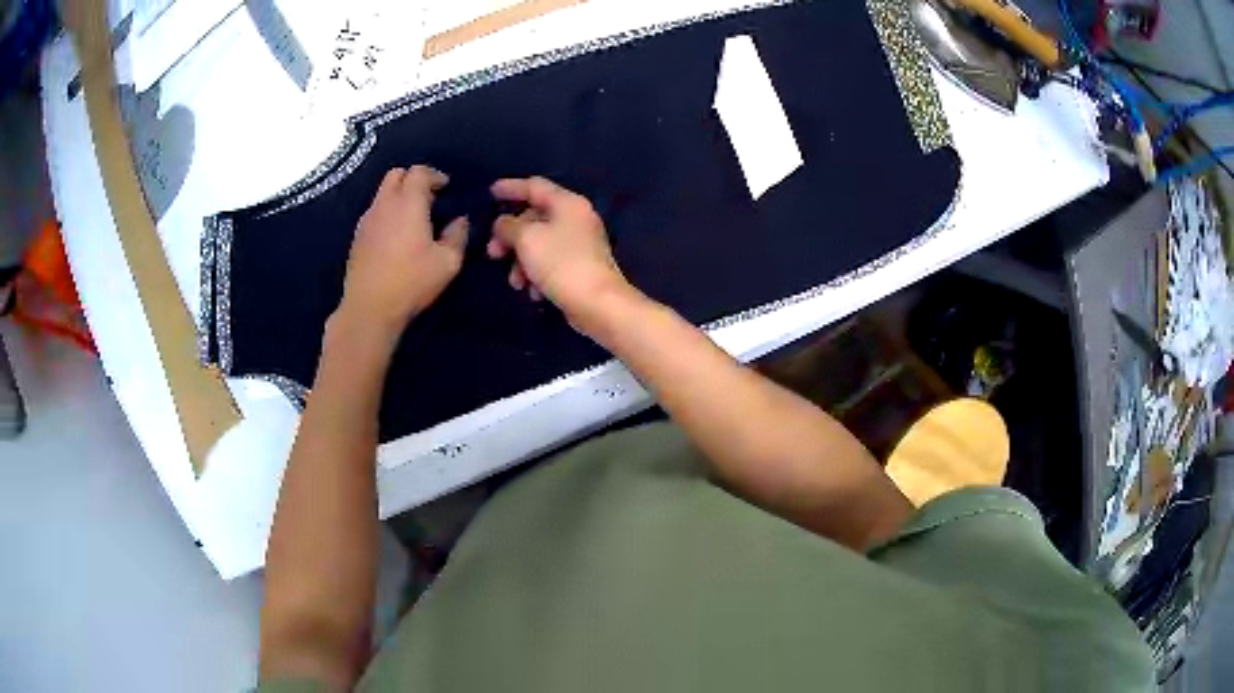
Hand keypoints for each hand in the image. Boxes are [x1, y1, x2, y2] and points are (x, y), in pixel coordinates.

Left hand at [337, 166, 468, 341]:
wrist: (369, 308)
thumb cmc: (412, 282)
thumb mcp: (448, 262)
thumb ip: (457, 235)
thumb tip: (460, 220)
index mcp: (408, 203)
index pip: (418, 172)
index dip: (434, 175)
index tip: (446, 187)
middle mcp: (384, 204)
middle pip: (395, 175)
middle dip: (413, 179)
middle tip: (428, 198)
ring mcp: (367, 220)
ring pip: (382, 193)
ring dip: (398, 196)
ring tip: (412, 218)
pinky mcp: (357, 238)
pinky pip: (374, 213)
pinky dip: (387, 214)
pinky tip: (395, 236)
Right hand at [488, 177, 632, 330]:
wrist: (598, 304)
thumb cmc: (561, 263)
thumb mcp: (527, 239)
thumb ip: (508, 226)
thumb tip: (503, 224)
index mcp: (568, 203)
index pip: (535, 186)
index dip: (511, 187)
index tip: (490, 192)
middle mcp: (576, 219)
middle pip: (535, 219)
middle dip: (511, 237)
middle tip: (493, 253)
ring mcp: (580, 244)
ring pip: (540, 244)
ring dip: (521, 262)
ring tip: (516, 282)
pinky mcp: (580, 268)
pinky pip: (551, 264)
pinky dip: (537, 274)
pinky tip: (534, 292)